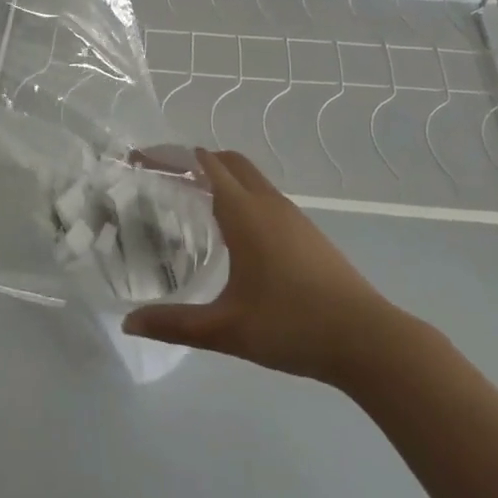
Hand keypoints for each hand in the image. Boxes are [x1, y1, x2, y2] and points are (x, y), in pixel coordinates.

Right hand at [122, 149, 410, 384]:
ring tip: (189, 200)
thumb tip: (129, 323)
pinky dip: (238, 194)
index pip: (202, 165)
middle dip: (193, 160)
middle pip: (227, 160)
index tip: (138, 160)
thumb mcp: (227, 329)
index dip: (168, 157)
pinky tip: (231, 231)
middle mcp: (267, 203)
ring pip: (249, 177)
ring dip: (219, 176)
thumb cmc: (293, 326)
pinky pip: (263, 196)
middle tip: (161, 177)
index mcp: (244, 213)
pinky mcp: (307, 232)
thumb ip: (175, 324)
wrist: (369, 340)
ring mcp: (292, 216)